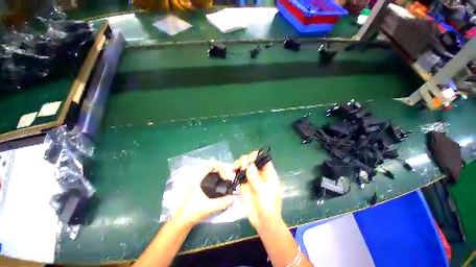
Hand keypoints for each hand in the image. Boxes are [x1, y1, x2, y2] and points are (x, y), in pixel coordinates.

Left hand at [174, 163, 237, 225]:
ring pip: (210, 170)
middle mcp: (197, 176)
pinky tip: (220, 182)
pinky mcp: (199, 183)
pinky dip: (216, 175)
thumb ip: (224, 202)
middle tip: (227, 178)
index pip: (211, 165)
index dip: (220, 168)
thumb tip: (235, 197)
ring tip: (225, 179)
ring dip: (219, 172)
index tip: (225, 178)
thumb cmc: (194, 212)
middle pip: (212, 165)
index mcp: (197, 178)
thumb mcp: (210, 207)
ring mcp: (198, 179)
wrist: (183, 219)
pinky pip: (209, 174)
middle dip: (221, 169)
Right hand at [233, 151, 282, 230]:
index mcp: (268, 173)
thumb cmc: (269, 206)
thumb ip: (256, 178)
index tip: (249, 160)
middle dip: (246, 159)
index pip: (263, 159)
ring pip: (245, 165)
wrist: (263, 221)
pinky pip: (239, 173)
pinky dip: (236, 169)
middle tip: (242, 166)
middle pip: (252, 160)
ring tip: (236, 167)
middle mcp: (259, 173)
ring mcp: (251, 177)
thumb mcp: (264, 192)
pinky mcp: (244, 183)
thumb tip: (249, 165)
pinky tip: (232, 170)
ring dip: (240, 163)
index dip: (256, 156)